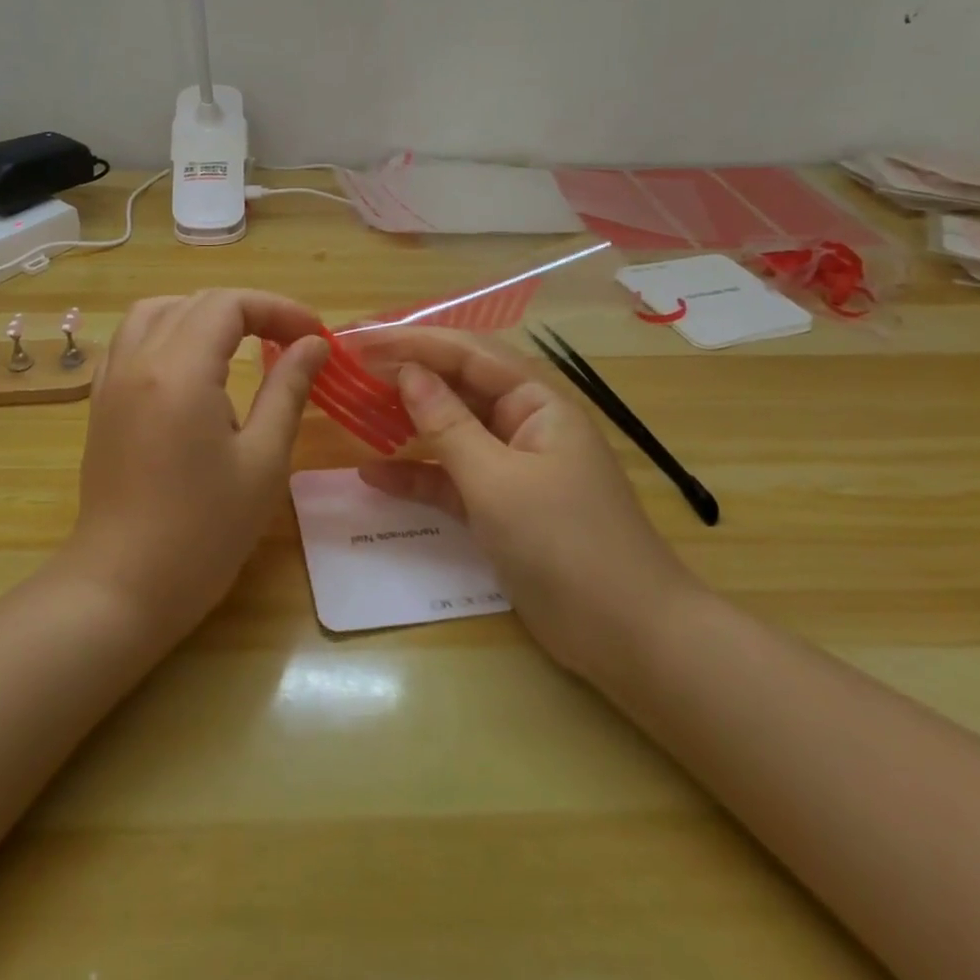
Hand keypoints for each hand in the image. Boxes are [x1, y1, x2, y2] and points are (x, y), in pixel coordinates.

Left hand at [62, 289, 328, 641]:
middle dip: (248, 310)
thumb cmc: (203, 531)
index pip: (229, 305)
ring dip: (202, 314)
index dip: (277, 309)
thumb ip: (287, 390)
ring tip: (240, 342)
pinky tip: (189, 365)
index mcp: (179, 370)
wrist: (122, 587)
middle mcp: (139, 360)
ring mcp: (112, 380)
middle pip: (195, 303)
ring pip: (155, 312)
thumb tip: (312, 344)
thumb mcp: (262, 460)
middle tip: (290, 340)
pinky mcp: (101, 402)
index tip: (315, 334)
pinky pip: (130, 340)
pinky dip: (166, 332)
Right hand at [355, 327, 698, 678]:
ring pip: (451, 431)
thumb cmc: (565, 544)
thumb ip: (447, 425)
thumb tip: (407, 373)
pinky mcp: (501, 506)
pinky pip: (452, 477)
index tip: (361, 341)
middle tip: (351, 370)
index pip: (468, 353)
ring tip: (353, 412)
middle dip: (406, 376)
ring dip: (406, 423)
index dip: (413, 342)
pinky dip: (417, 475)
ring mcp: (512, 466)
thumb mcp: (497, 481)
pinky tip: (372, 475)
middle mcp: (524, 423)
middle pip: (458, 386)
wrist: (628, 638)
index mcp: (537, 402)